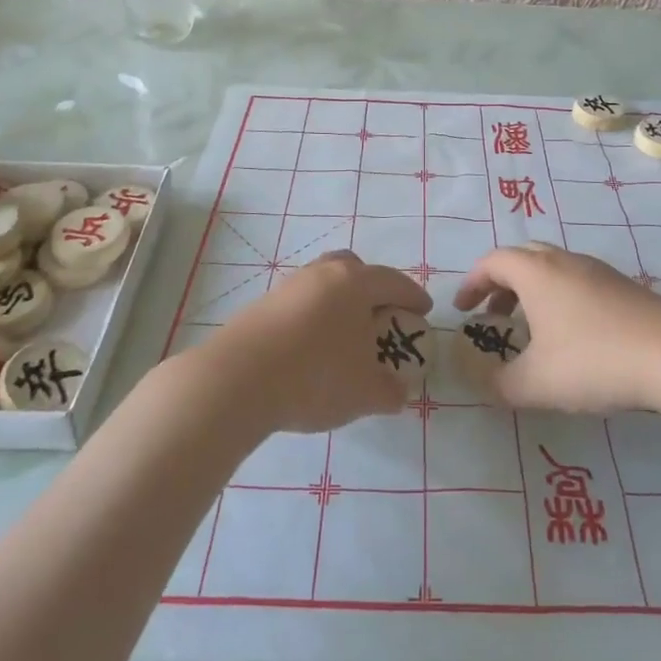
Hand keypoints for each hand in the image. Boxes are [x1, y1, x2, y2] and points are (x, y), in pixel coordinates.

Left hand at [211, 251, 432, 433]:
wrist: (236, 381)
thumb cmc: (314, 376)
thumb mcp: (364, 393)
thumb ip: (389, 391)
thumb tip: (398, 393)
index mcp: (353, 282)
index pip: (393, 281)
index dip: (412, 296)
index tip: (423, 312)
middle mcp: (321, 274)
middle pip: (353, 268)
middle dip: (371, 287)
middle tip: (380, 314)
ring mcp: (287, 287)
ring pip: (322, 284)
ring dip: (338, 303)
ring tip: (344, 336)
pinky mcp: (260, 307)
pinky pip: (298, 305)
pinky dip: (312, 319)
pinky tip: (310, 350)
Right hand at [452, 246, 660, 414]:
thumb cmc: (593, 360)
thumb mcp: (535, 383)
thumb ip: (499, 384)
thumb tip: (482, 381)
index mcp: (536, 273)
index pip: (492, 262)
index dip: (471, 283)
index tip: (462, 310)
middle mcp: (564, 262)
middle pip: (523, 258)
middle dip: (500, 284)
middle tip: (492, 315)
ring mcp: (598, 271)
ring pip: (553, 269)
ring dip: (531, 291)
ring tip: (530, 329)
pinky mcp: (624, 288)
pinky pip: (578, 281)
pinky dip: (559, 298)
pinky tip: (571, 336)